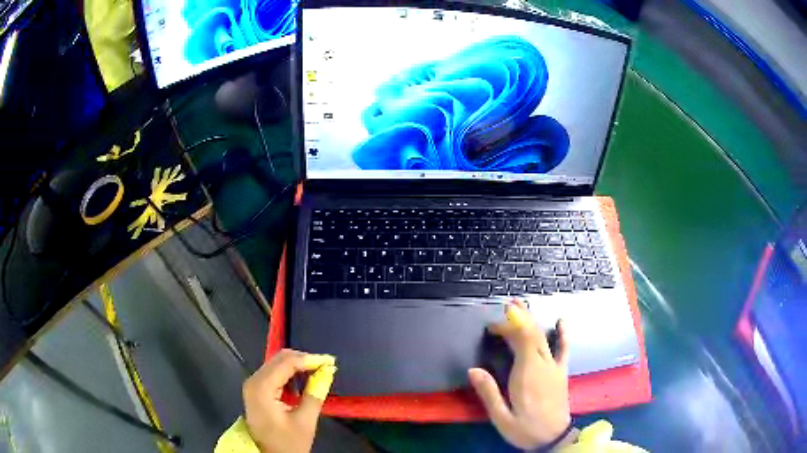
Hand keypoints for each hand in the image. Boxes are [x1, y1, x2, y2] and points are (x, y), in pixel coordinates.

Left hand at [243, 349, 336, 452]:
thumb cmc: (286, 443)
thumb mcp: (305, 421)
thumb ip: (315, 394)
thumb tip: (327, 371)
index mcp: (262, 387)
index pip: (287, 363)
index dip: (310, 359)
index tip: (331, 362)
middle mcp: (254, 380)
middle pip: (280, 359)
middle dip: (305, 360)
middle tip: (327, 366)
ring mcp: (253, 384)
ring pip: (277, 363)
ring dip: (298, 366)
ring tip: (319, 373)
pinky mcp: (256, 390)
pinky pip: (274, 372)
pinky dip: (291, 373)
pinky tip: (304, 381)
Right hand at [469, 301, 571, 449]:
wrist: (553, 439)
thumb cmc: (525, 429)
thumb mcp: (501, 417)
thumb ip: (489, 393)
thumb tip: (473, 370)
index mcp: (527, 374)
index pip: (521, 340)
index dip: (509, 326)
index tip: (492, 325)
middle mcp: (543, 365)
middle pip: (532, 335)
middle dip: (518, 318)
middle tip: (503, 307)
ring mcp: (554, 367)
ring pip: (544, 337)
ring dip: (533, 320)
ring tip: (522, 305)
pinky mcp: (561, 372)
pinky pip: (564, 349)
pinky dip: (563, 334)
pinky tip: (561, 321)